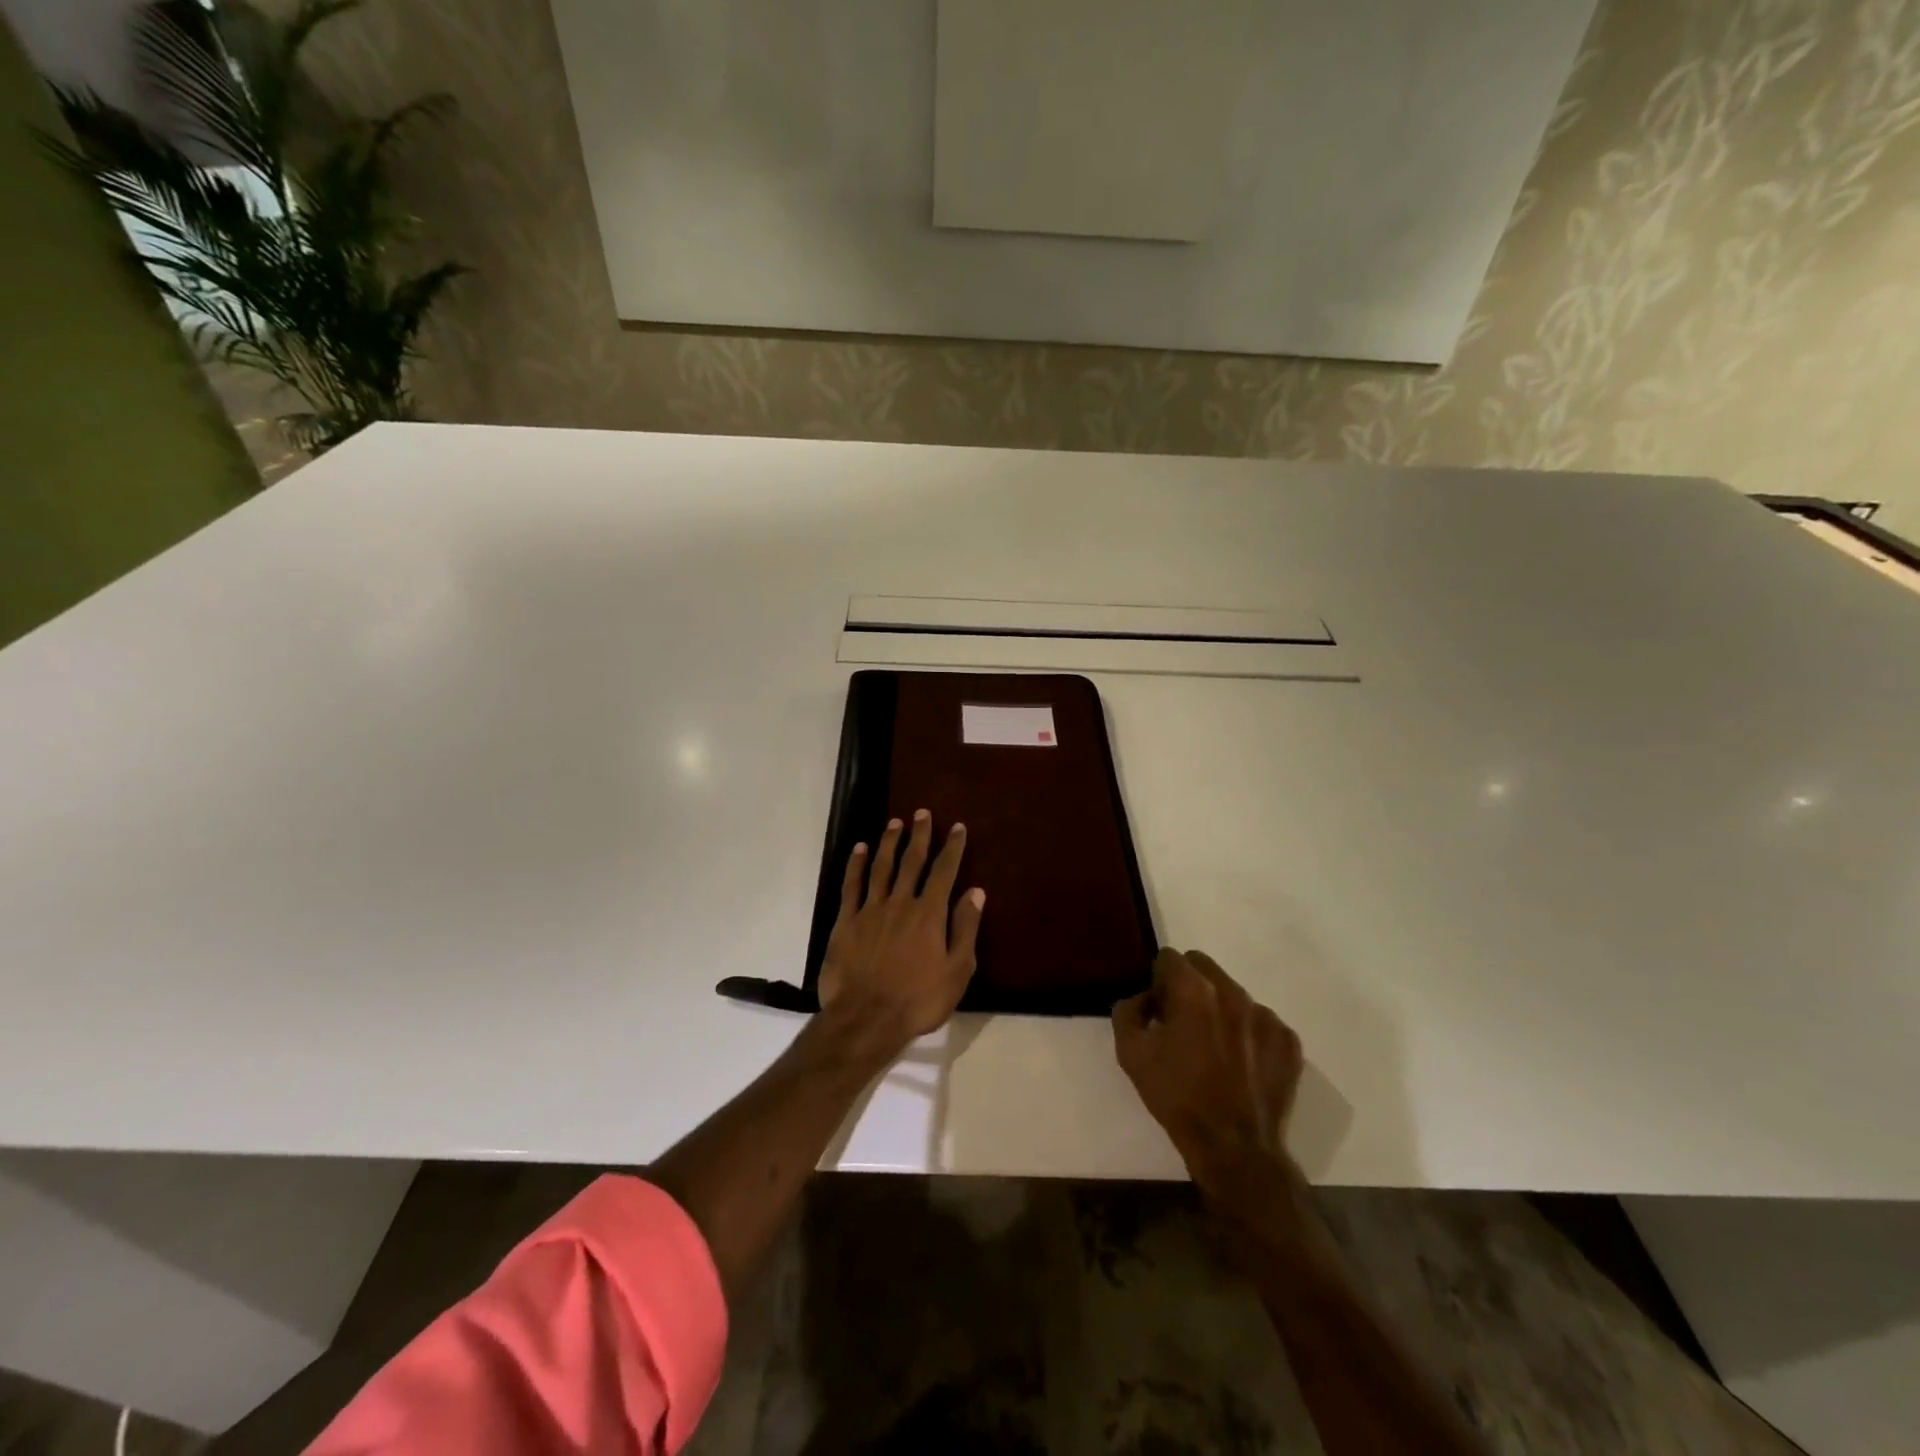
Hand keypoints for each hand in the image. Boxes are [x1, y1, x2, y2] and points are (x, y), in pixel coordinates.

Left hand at [817, 809, 984, 1054]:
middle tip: (922, 813)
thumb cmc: (918, 1000)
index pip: (945, 872)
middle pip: (912, 861)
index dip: (952, 848)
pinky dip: (856, 864)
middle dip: (919, 835)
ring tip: (895, 822)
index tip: (957, 827)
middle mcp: (901, 903)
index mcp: (929, 914)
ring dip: (890, 842)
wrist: (866, 1018)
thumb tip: (976, 892)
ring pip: (882, 867)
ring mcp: (870, 910)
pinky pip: (852, 885)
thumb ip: (966, 928)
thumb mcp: (957, 971)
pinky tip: (860, 849)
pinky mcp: (846, 921)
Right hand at [1112, 948, 1302, 1182]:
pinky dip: (1246, 1033)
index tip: (1157, 1009)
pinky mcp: (1287, 1041)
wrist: (1233, 1148)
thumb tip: (1143, 999)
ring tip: (1213, 1048)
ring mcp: (1265, 1016)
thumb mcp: (1130, 1053)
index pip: (1169, 957)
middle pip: (1203, 967)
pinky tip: (1239, 1064)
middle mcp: (1232, 992)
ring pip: (1232, 993)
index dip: (1157, 980)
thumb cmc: (1177, 1096)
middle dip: (1188, 985)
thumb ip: (1127, 1011)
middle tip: (1181, 1023)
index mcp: (1193, 990)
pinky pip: (1259, 1022)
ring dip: (1218, 1008)